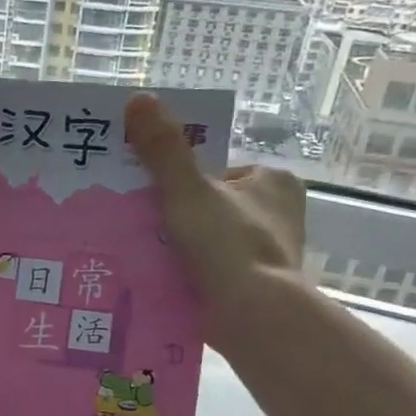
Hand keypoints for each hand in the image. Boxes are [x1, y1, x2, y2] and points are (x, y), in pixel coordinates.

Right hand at [125, 93, 306, 315]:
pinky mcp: (255, 288)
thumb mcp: (188, 190)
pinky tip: (160, 279)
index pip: (218, 171)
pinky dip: (189, 273)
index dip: (182, 181)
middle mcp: (278, 215)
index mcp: (274, 182)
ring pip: (211, 241)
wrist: (252, 316)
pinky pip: (212, 271)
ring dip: (181, 247)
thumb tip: (137, 99)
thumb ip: (163, 149)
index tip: (153, 197)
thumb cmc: (228, 244)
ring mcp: (268, 254)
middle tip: (140, 225)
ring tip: (142, 253)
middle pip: (212, 206)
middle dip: (179, 216)